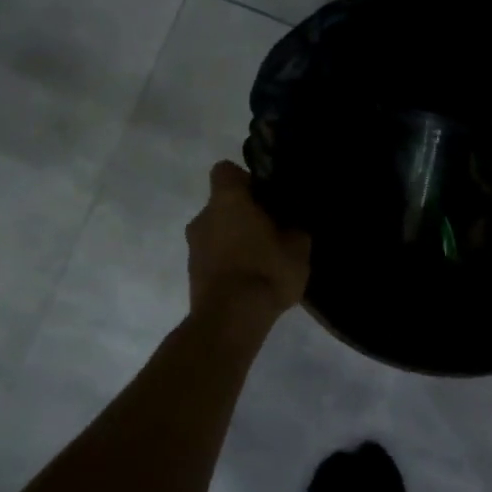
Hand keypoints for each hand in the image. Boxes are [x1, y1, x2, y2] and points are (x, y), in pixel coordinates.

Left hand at [186, 161, 311, 322]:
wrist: (230, 320)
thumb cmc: (265, 271)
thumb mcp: (298, 247)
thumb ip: (296, 227)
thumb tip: (294, 221)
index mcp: (227, 201)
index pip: (226, 170)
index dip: (246, 179)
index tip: (266, 196)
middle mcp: (203, 217)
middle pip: (223, 204)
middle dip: (244, 213)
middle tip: (272, 230)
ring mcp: (193, 248)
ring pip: (217, 231)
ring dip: (235, 239)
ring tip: (263, 259)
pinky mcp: (192, 274)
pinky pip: (214, 256)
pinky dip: (229, 261)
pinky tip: (251, 279)